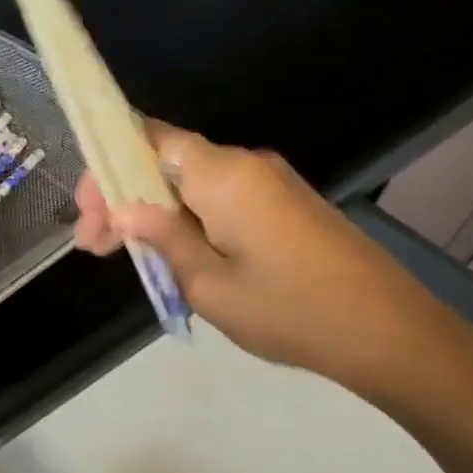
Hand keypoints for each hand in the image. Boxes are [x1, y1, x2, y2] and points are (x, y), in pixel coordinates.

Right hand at [73, 120, 456, 404]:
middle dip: (122, 198)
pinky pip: (218, 200)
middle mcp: (246, 166)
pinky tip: (166, 255)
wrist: (387, 332)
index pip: (151, 139)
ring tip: (121, 255)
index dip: (109, 166)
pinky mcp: (283, 206)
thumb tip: (125, 207)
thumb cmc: (288, 310)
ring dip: (150, 213)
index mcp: (224, 175)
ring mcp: (269, 185)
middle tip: (92, 245)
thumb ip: (163, 237)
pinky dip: (183, 221)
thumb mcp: (208, 283)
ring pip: (190, 185)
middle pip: (166, 163)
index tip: (86, 210)